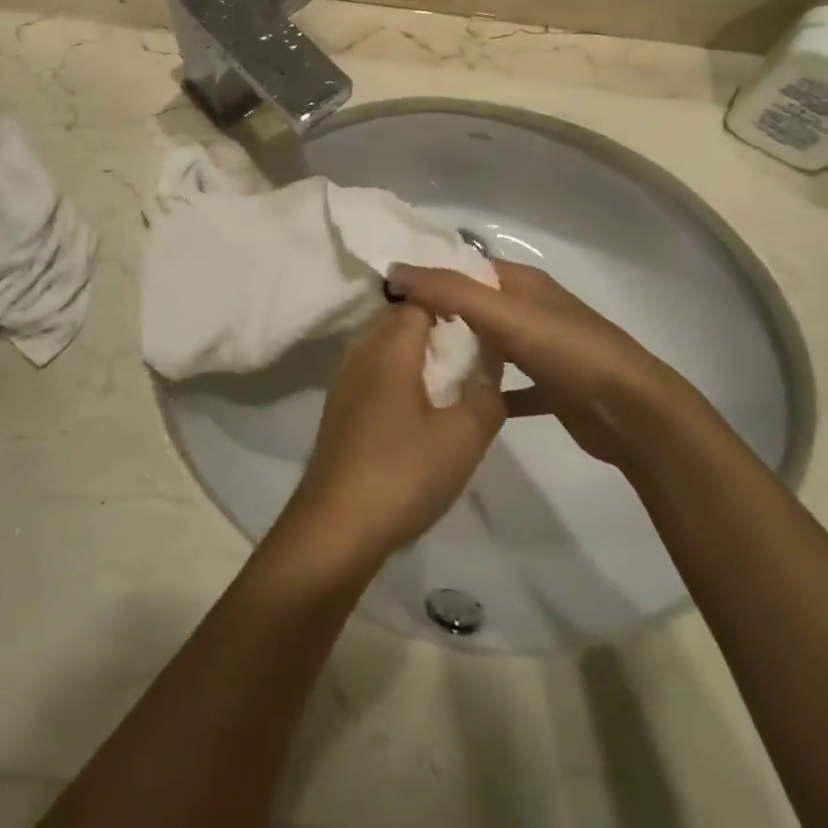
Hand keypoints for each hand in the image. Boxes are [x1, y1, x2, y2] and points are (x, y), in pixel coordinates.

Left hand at [280, 305, 504, 567]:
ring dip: (419, 351)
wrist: (335, 529)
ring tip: (458, 369)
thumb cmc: (403, 473)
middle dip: (438, 323)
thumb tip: (491, 366)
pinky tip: (425, 403)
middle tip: (478, 338)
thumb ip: (487, 395)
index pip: (421, 298)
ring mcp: (347, 381)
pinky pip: (377, 372)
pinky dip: (402, 374)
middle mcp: (362, 352)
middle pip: (401, 318)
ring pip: (387, 346)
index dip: (453, 299)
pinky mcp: (342, 410)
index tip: (484, 309)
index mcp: (390, 346)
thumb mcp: (463, 437)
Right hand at [387, 261, 677, 469]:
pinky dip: (487, 391)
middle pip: (475, 306)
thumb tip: (397, 271)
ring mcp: (543, 349)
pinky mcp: (551, 388)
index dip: (429, 275)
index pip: (465, 268)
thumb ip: (450, 291)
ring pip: (490, 345)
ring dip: (461, 353)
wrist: (634, 413)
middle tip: (393, 335)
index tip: (389, 294)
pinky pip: (509, 386)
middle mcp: (531, 309)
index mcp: (522, 283)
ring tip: (414, 368)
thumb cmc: (567, 351)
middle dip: (439, 316)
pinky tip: (458, 406)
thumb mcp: (504, 314)